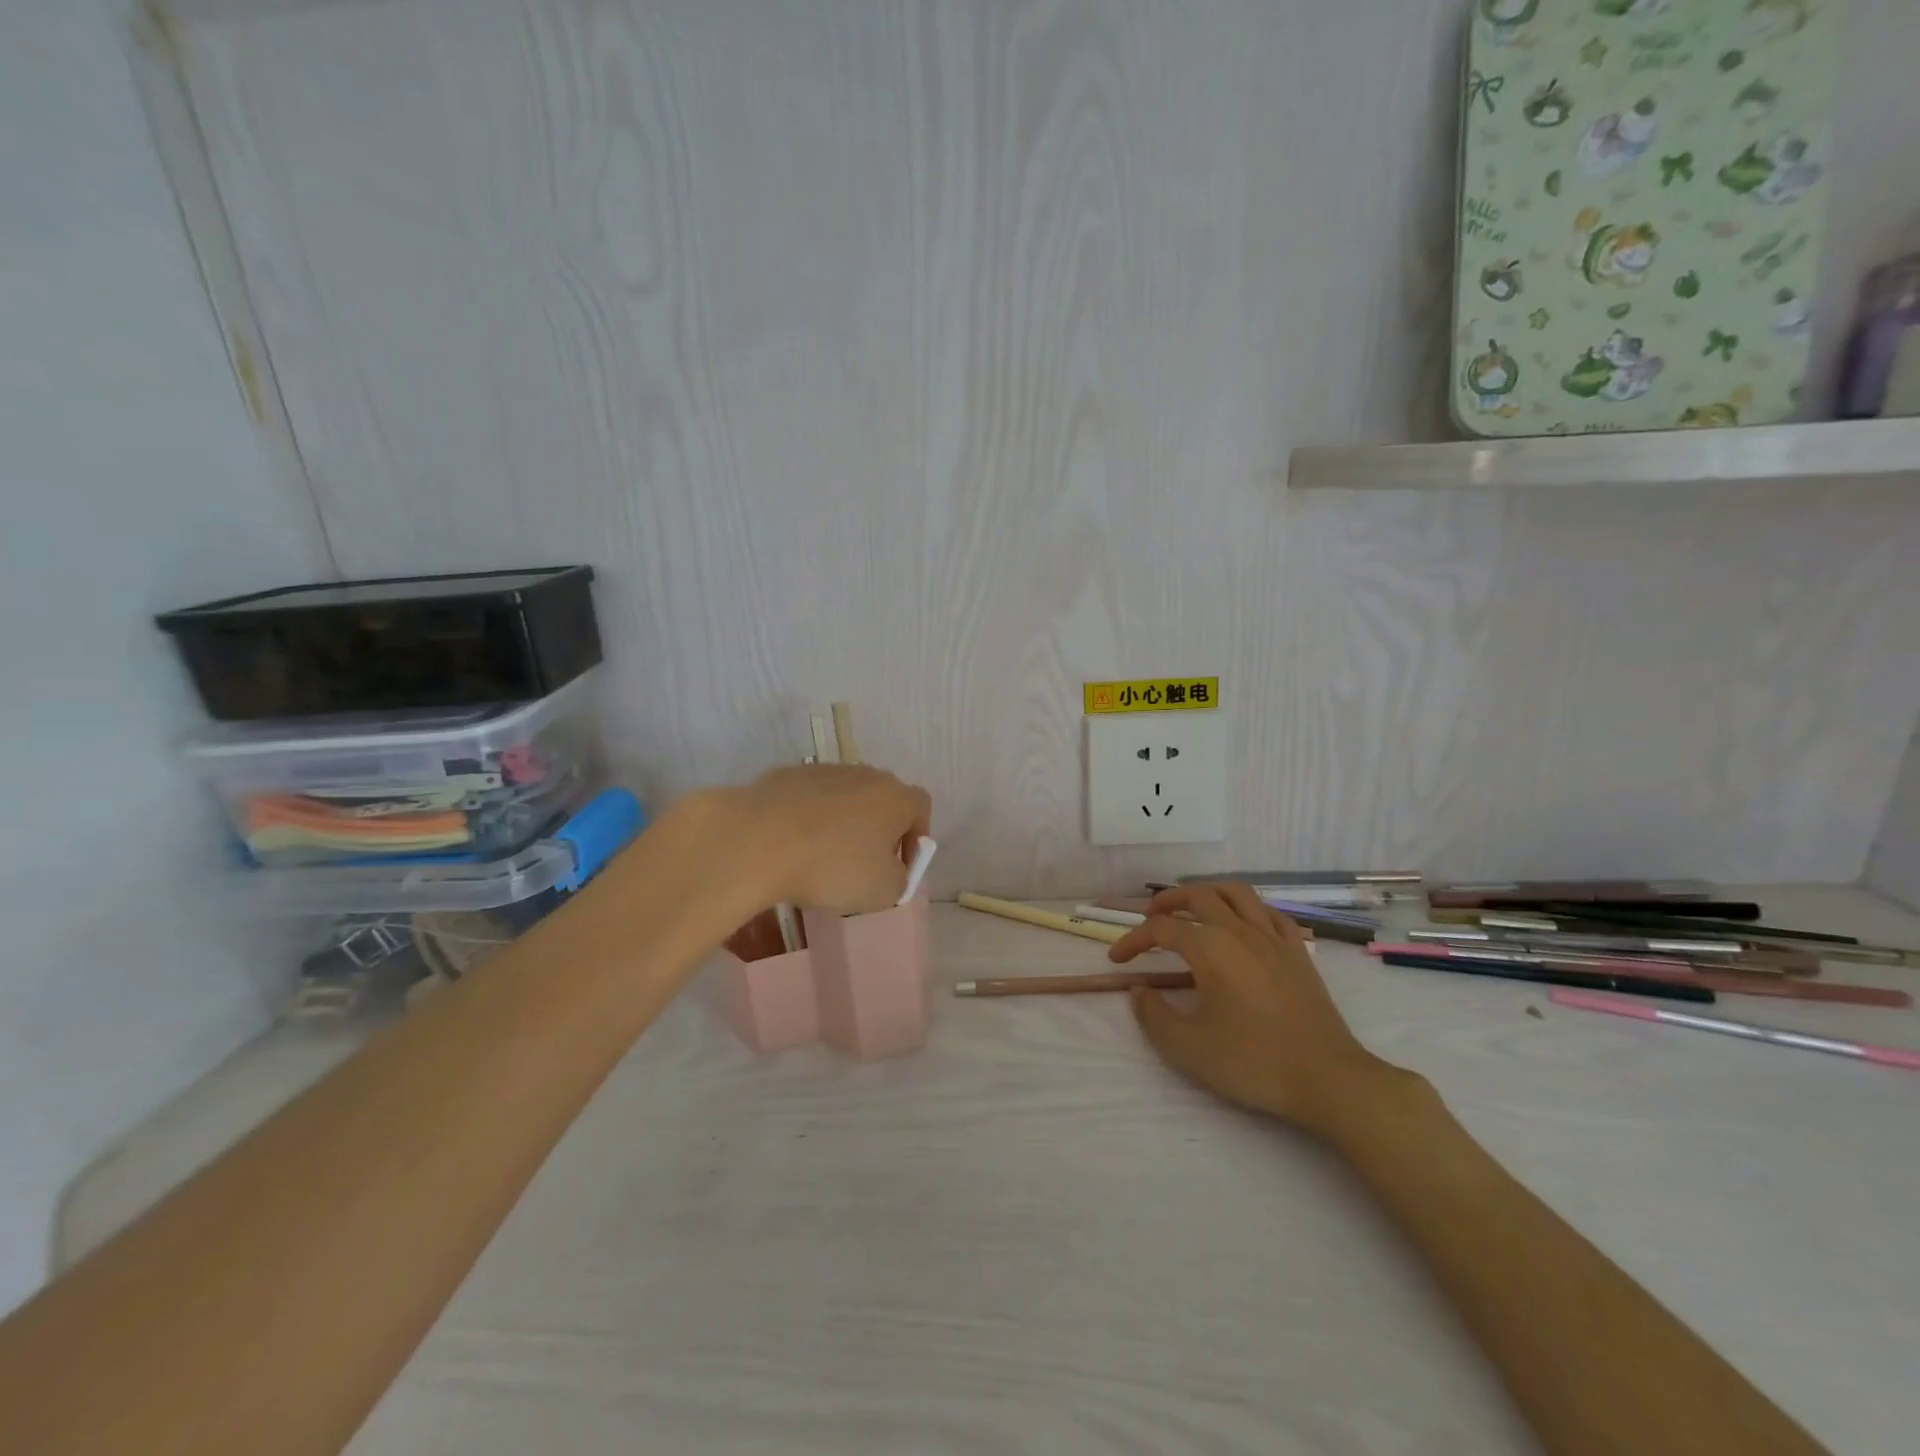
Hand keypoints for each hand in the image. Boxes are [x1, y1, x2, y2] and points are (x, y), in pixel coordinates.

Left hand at [727, 763, 932, 914]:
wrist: (757, 839)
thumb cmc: (831, 866)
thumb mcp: (882, 892)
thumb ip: (899, 879)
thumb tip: (892, 870)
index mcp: (896, 797)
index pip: (921, 808)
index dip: (915, 837)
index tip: (898, 866)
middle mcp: (865, 775)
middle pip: (882, 799)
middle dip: (877, 830)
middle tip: (861, 864)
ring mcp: (824, 770)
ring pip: (843, 797)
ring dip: (840, 822)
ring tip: (819, 857)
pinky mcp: (786, 775)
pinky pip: (807, 798)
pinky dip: (805, 818)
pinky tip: (789, 845)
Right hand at [1108, 884, 1400, 1134]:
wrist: (1327, 1078)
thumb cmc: (1252, 1062)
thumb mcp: (1187, 1048)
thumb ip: (1153, 1015)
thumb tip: (1139, 992)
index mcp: (1209, 947)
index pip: (1161, 929)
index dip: (1133, 940)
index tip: (1118, 960)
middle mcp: (1239, 930)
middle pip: (1197, 896)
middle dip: (1167, 901)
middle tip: (1150, 918)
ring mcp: (1273, 938)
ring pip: (1236, 893)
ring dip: (1208, 892)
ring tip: (1193, 908)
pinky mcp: (1298, 952)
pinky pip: (1270, 913)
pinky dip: (1248, 910)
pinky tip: (1243, 926)